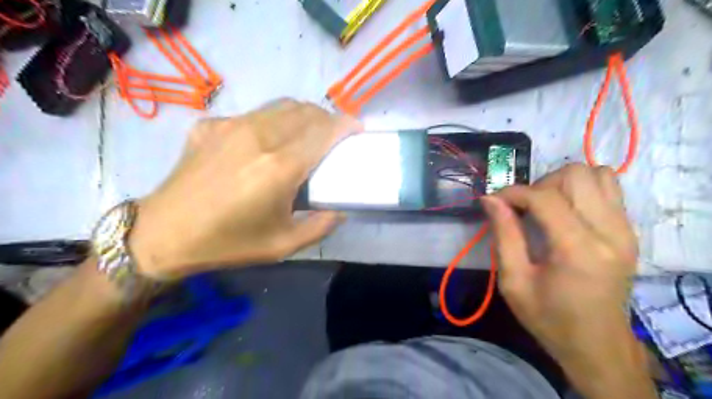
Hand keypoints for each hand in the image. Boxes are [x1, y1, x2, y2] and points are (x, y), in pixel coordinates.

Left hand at [126, 99, 360, 280]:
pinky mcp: (212, 125)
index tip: (357, 129)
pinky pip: (255, 114)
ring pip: (282, 105)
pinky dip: (274, 121)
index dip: (346, 124)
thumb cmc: (228, 243)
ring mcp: (232, 126)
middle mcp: (259, 136)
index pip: (325, 130)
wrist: (163, 234)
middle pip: (307, 111)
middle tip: (334, 136)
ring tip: (308, 133)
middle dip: (328, 118)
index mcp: (280, 167)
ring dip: (304, 115)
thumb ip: (321, 226)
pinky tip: (268, 142)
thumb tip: (340, 210)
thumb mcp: (283, 245)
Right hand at [481, 164, 651, 396]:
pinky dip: (583, 189)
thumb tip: (490, 198)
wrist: (597, 345)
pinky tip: (567, 211)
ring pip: (596, 174)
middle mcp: (610, 233)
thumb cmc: (549, 318)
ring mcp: (626, 230)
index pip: (545, 197)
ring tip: (547, 207)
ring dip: (563, 184)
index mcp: (578, 250)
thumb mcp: (514, 281)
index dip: (513, 193)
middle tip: (524, 209)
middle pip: (575, 175)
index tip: (494, 202)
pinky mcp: (629, 231)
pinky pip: (609, 188)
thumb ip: (504, 234)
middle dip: (541, 184)